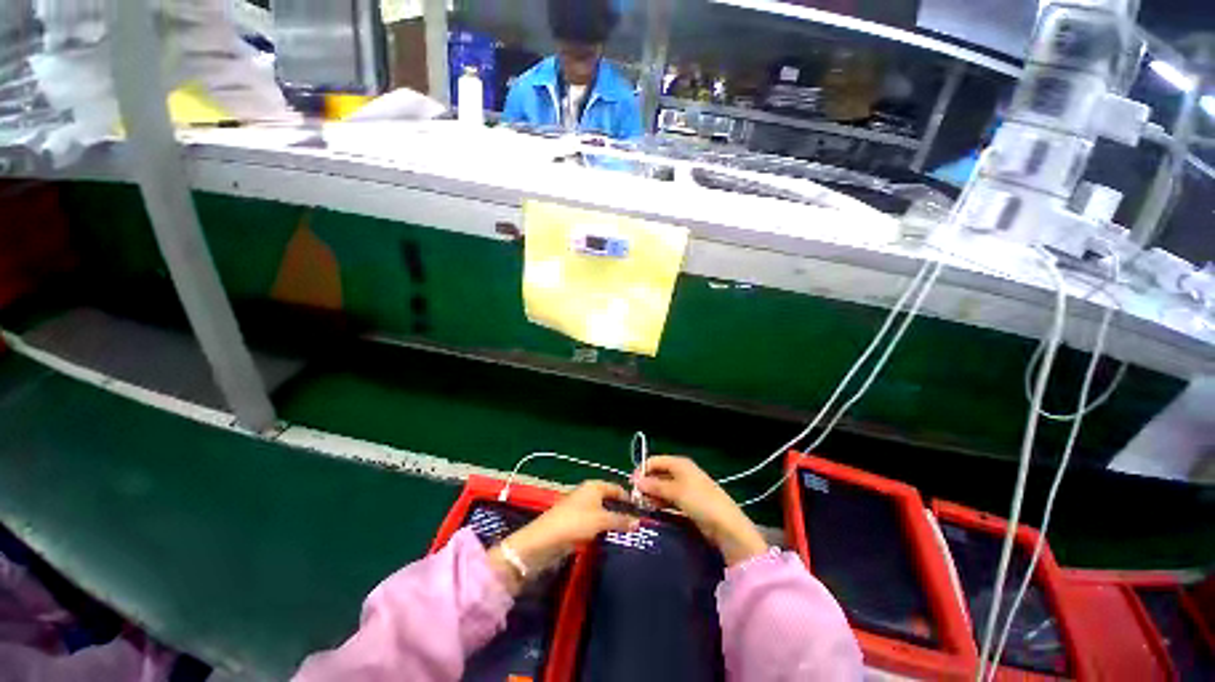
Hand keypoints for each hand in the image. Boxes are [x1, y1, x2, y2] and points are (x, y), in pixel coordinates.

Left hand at [488, 481, 637, 594]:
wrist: (544, 540)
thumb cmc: (575, 522)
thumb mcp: (601, 520)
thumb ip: (620, 520)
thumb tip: (638, 522)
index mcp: (594, 486)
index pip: (616, 488)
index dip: (629, 498)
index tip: (642, 511)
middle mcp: (588, 493)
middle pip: (610, 500)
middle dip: (622, 511)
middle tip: (638, 526)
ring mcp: (581, 508)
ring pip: (602, 513)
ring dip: (613, 522)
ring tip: (628, 535)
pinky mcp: (575, 523)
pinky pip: (594, 524)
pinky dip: (603, 530)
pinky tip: (611, 540)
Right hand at [633, 456, 767, 566]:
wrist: (726, 526)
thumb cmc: (700, 501)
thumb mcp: (676, 491)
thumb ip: (655, 485)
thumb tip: (635, 480)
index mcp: (680, 463)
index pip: (655, 461)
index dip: (642, 470)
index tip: (632, 485)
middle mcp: (682, 472)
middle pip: (658, 474)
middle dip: (647, 484)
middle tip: (636, 499)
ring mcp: (686, 488)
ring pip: (663, 488)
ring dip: (653, 495)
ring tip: (643, 506)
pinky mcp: (688, 503)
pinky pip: (669, 499)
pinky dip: (661, 503)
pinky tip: (654, 511)